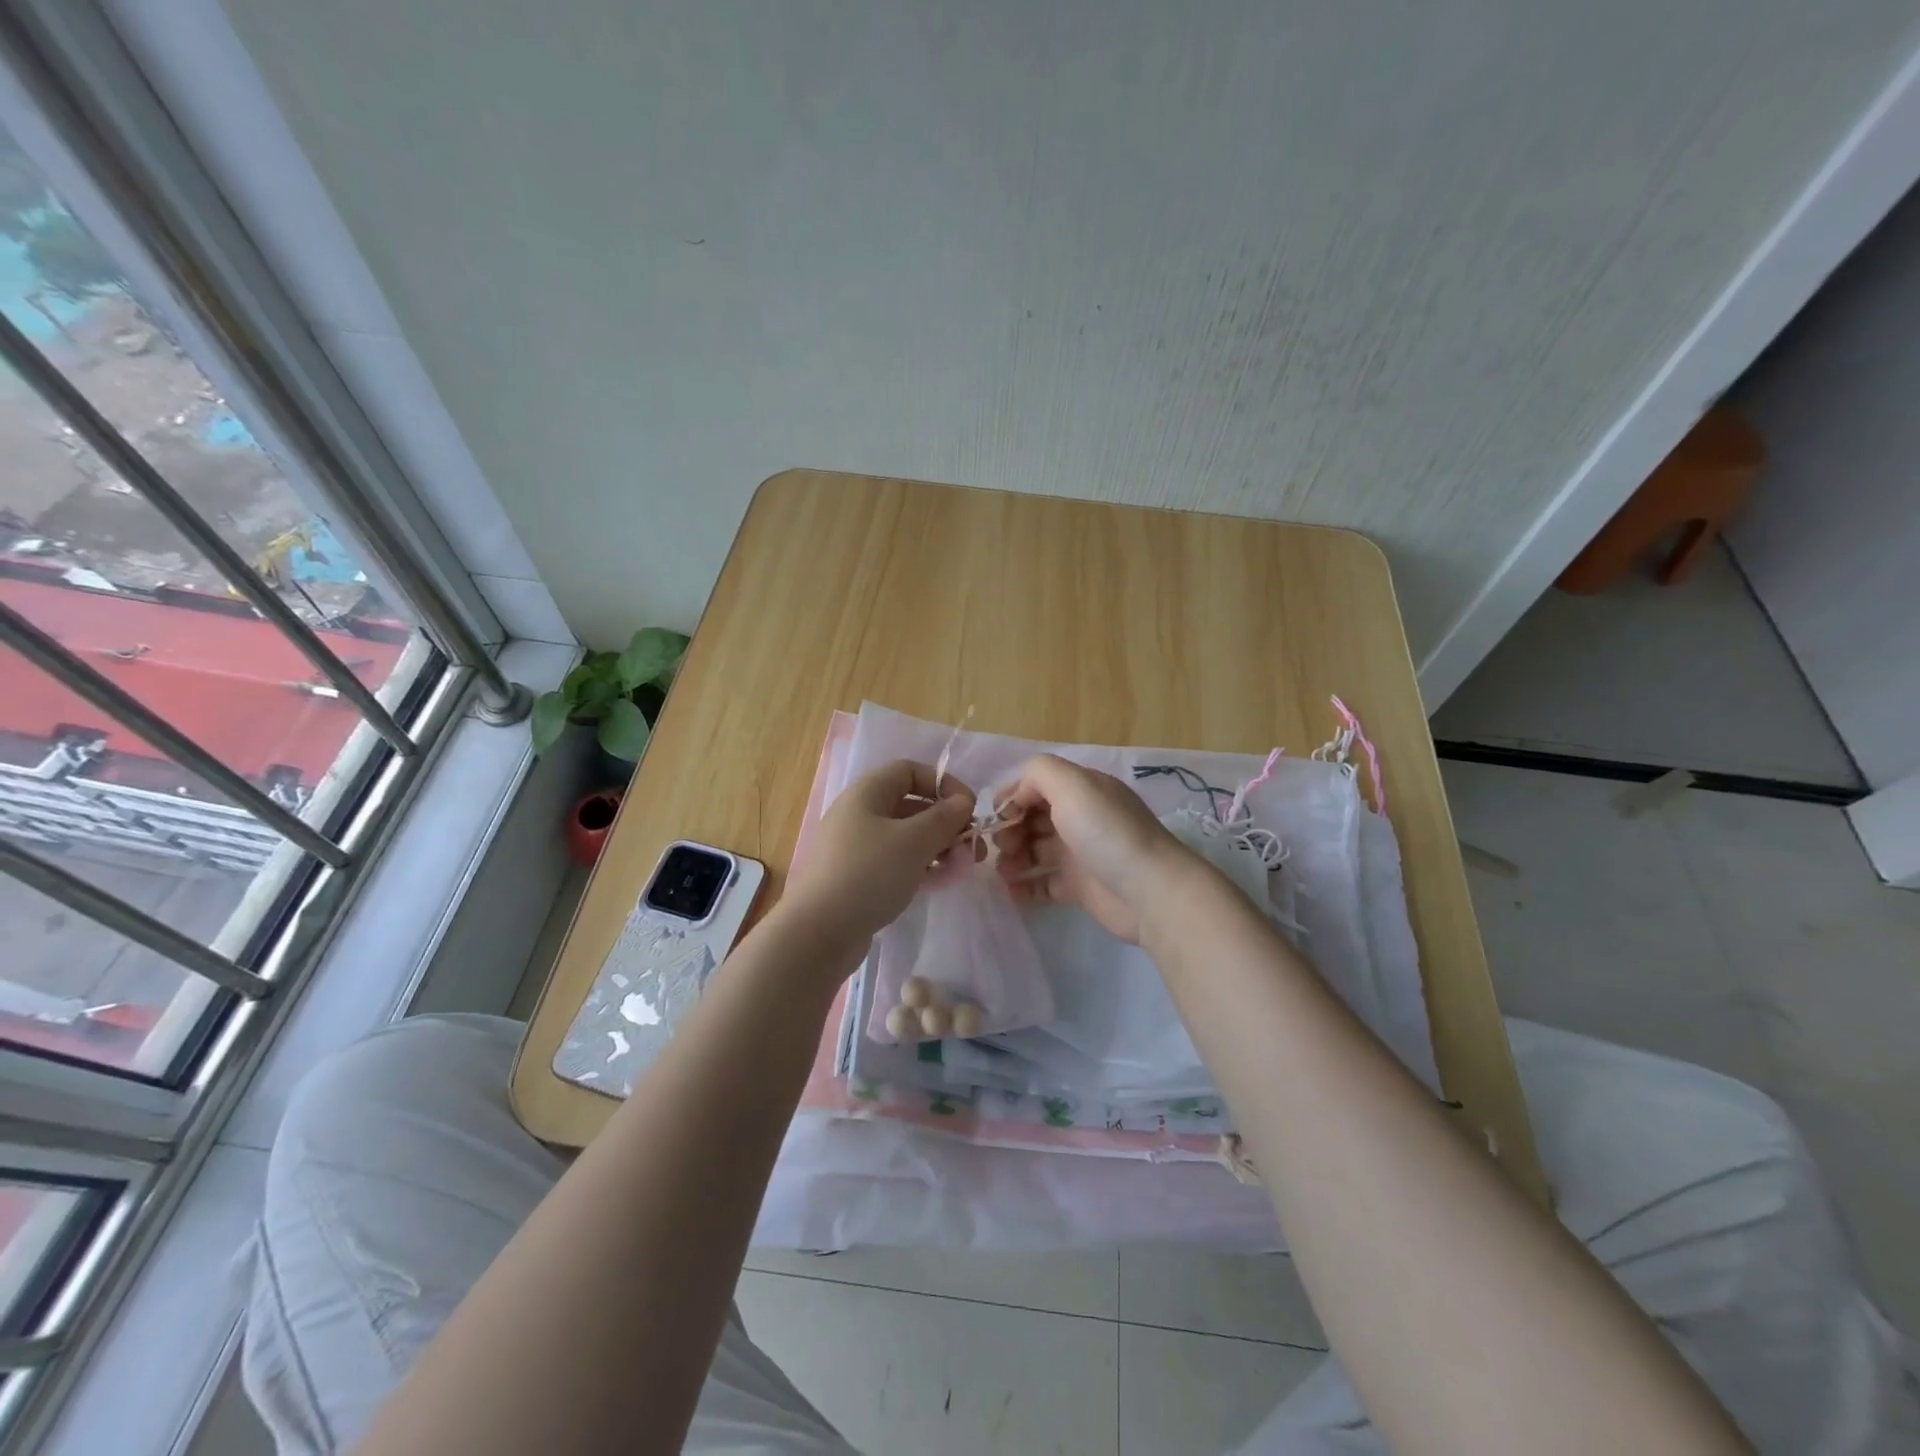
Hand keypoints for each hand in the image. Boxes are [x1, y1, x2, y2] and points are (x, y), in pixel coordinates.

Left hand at [781, 759, 975, 952]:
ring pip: (905, 836)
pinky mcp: (856, 877)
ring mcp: (856, 847)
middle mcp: (859, 813)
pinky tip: (938, 881)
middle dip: (946, 821)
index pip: (910, 771)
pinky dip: (919, 866)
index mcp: (867, 793)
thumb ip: (944, 818)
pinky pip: (895, 861)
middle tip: (973, 847)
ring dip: (937, 845)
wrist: (817, 932)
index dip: (943, 783)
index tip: (969, 808)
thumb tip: (963, 801)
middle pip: (910, 804)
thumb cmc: (868, 874)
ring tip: (961, 866)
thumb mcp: (914, 841)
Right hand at [992, 754, 1197, 943]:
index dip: (1013, 797)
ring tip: (1003, 870)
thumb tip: (1017, 793)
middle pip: (1034, 818)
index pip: (1037, 785)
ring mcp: (1081, 854)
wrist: (1150, 891)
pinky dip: (1024, 885)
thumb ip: (1038, 773)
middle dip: (1010, 828)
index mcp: (1083, 790)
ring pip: (1035, 850)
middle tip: (1002, 846)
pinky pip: (1044, 883)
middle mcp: (1081, 817)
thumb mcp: (1072, 784)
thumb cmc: (1106, 832)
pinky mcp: (1081, 888)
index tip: (995, 816)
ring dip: (1013, 856)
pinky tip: (1010, 890)